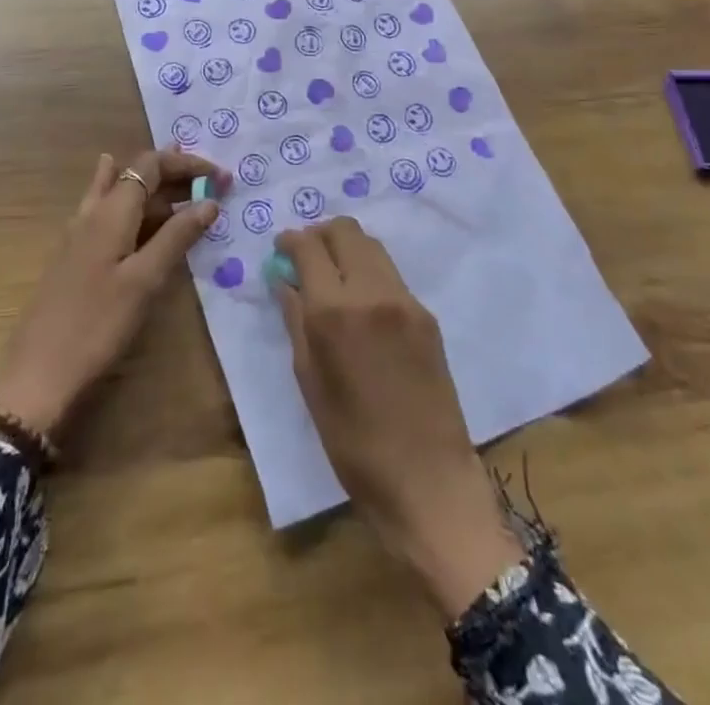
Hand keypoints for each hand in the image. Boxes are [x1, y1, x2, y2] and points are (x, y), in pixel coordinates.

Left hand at [0, 149, 225, 436]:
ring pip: (118, 193)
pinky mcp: (74, 258)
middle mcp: (92, 212)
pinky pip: (108, 214)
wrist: (38, 374)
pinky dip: (132, 206)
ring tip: (179, 181)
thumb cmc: (97, 324)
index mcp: (110, 211)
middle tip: (210, 182)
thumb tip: (209, 201)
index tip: (221, 178)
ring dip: (152, 186)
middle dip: (174, 173)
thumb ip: (176, 237)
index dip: (186, 164)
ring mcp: (78, 235)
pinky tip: (134, 210)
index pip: (150, 164)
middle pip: (134, 175)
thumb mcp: (145, 280)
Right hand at [276, 216, 523, 617]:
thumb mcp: (309, 382)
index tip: (281, 249)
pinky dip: (370, 272)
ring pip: (371, 246)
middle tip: (306, 257)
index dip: (290, 241)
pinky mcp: (426, 315)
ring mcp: (404, 300)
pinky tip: (362, 302)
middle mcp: (371, 292)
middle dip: (320, 235)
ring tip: (333, 276)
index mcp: (334, 311)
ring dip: (347, 248)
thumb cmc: (353, 442)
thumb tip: (285, 281)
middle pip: (345, 230)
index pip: (309, 247)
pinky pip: (391, 274)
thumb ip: (295, 321)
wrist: (427, 479)